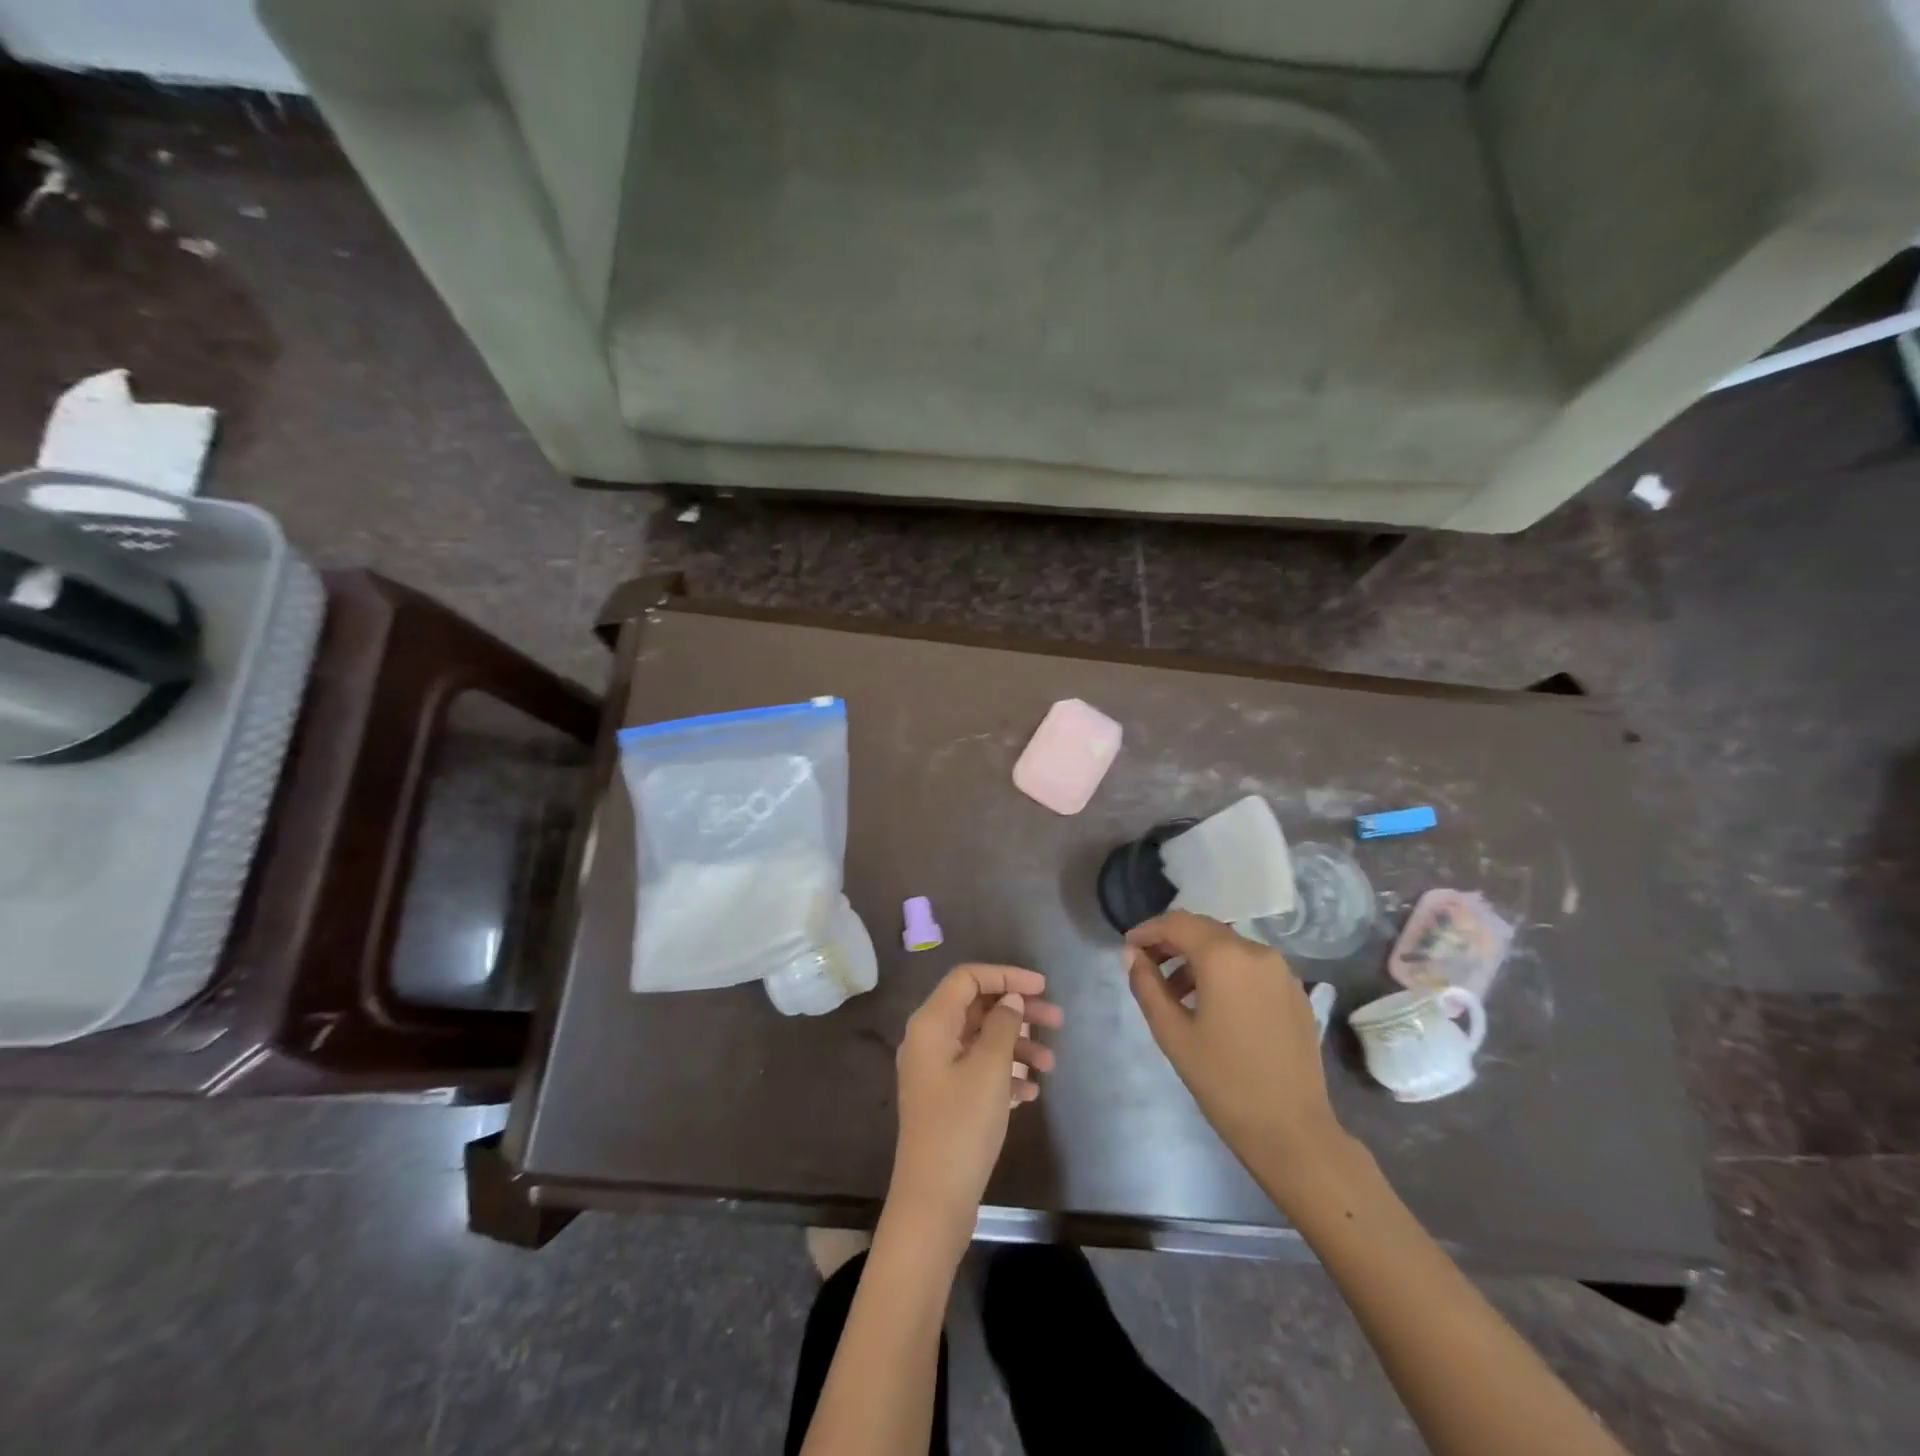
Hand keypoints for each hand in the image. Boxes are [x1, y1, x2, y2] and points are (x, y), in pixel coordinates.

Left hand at [888, 963, 1061, 1251]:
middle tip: (1057, 1021)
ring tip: (1051, 1064)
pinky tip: (1031, 1092)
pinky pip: (977, 1069)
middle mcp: (929, 1039)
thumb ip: (1003, 1025)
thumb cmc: (962, 1125)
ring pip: (981, 1039)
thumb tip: (1010, 999)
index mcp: (931, 1023)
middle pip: (977, 1007)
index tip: (1043, 987)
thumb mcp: (990, 1069)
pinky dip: (1005, 1072)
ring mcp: (935, 1070)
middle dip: (1018, 1011)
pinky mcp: (945, 1098)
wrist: (933, 1200)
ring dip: (1017, 1044)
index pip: (968, 978)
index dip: (1006, 975)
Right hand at [1125, 911, 1343, 1182]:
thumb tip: (1132, 954)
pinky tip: (1213, 1005)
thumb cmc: (1224, 1081)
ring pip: (1229, 947)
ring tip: (1176, 993)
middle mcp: (1257, 951)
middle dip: (1172, 942)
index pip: (1177, 923)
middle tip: (1146, 966)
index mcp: (1225, 957)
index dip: (1148, 930)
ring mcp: (1282, 971)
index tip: (1128, 948)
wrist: (1292, 1131)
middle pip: (1204, 930)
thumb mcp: (1172, 1032)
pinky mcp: (1295, 992)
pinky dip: (1225, 972)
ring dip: (1198, 958)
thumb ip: (1146, 985)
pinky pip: (1251, 967)